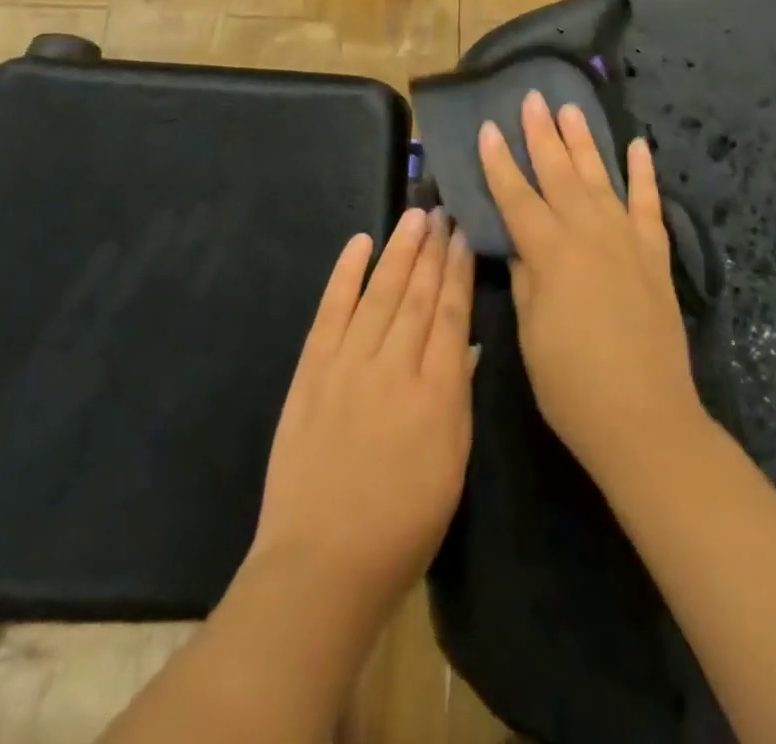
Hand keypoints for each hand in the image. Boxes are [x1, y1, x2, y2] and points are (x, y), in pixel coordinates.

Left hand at [251, 208, 476, 623]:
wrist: (321, 563)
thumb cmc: (402, 525)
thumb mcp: (452, 465)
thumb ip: (457, 398)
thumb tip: (464, 344)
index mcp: (436, 395)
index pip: (450, 316)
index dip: (458, 272)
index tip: (464, 237)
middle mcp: (393, 368)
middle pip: (417, 296)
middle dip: (432, 251)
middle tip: (443, 212)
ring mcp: (347, 365)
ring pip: (379, 294)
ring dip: (398, 251)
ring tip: (413, 217)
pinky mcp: (311, 371)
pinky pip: (331, 311)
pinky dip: (345, 274)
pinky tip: (359, 244)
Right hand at [478, 92, 704, 484]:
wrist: (645, 419)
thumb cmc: (572, 384)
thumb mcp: (530, 332)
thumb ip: (526, 277)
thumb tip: (522, 243)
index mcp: (551, 253)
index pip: (516, 197)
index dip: (499, 162)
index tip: (488, 127)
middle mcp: (589, 234)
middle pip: (559, 174)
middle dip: (542, 134)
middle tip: (532, 98)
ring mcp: (626, 241)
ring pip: (600, 178)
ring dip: (584, 142)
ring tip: (571, 109)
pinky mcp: (654, 256)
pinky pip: (648, 204)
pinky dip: (644, 174)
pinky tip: (638, 146)